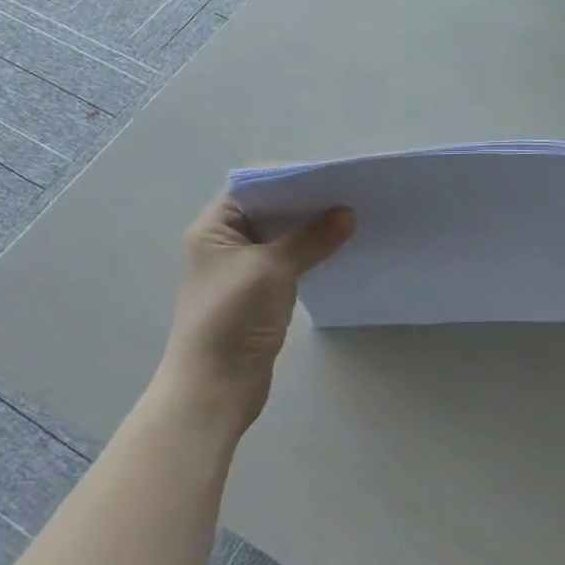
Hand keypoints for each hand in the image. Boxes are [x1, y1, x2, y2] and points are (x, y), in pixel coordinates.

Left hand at [156, 191, 354, 434]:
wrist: (213, 389)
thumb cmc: (232, 318)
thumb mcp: (272, 269)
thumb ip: (310, 238)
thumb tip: (346, 214)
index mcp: (214, 228)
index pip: (253, 185)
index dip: (289, 176)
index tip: (329, 175)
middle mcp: (225, 243)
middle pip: (269, 209)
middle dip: (306, 202)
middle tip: (348, 193)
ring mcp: (242, 269)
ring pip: (281, 236)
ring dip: (310, 228)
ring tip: (351, 217)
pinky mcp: (258, 293)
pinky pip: (287, 261)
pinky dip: (309, 253)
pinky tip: (337, 249)